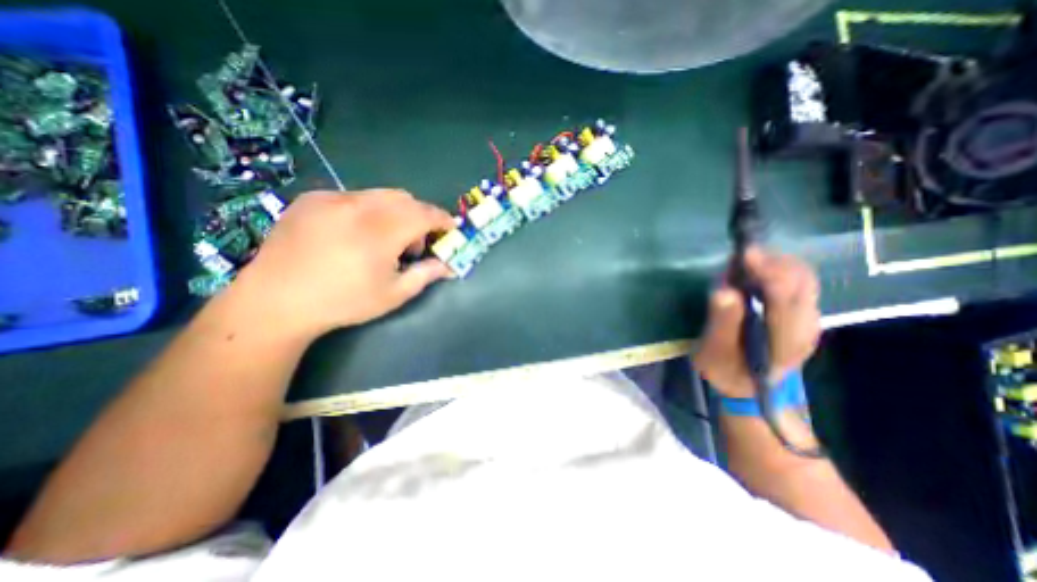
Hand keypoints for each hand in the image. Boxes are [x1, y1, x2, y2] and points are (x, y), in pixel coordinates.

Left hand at [232, 191, 455, 335]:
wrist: (276, 301)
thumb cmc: (343, 302)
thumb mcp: (393, 295)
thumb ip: (426, 275)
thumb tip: (449, 266)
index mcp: (380, 232)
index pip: (424, 214)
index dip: (442, 218)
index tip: (451, 227)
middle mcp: (358, 206)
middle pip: (405, 198)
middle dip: (419, 216)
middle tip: (413, 243)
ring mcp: (332, 199)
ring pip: (380, 194)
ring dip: (395, 212)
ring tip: (383, 239)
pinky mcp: (312, 198)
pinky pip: (354, 196)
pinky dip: (368, 210)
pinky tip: (354, 234)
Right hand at [691, 247, 823, 396]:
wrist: (747, 386)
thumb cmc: (725, 370)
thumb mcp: (713, 352)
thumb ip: (721, 324)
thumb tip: (725, 291)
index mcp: (784, 342)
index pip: (786, 301)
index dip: (769, 274)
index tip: (746, 254)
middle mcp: (805, 327)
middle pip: (802, 282)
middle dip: (773, 262)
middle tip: (740, 255)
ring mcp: (809, 319)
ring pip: (804, 278)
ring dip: (776, 262)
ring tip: (745, 260)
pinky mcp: (802, 313)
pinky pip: (798, 281)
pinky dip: (778, 268)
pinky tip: (756, 270)